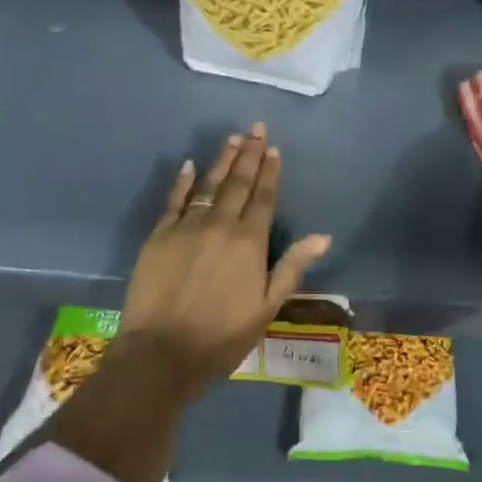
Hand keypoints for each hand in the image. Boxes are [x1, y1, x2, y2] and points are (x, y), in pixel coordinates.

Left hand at [119, 123, 331, 391]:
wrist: (161, 353)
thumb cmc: (222, 335)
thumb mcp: (267, 307)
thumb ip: (292, 266)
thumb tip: (322, 236)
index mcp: (250, 241)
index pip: (264, 197)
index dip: (270, 172)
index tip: (274, 148)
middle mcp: (221, 224)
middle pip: (238, 182)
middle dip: (250, 154)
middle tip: (256, 128)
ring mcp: (187, 226)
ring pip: (209, 184)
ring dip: (222, 160)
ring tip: (233, 138)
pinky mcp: (159, 235)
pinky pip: (174, 200)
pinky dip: (183, 181)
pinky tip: (189, 165)